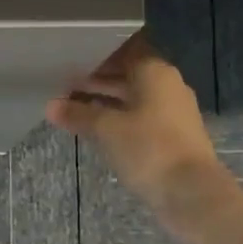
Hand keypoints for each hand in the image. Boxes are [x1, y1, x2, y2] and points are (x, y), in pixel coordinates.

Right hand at [47, 35, 232, 243]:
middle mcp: (167, 85)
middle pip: (126, 75)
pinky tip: (94, 128)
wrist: (191, 192)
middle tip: (62, 84)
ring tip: (71, 106)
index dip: (95, 55)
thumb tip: (51, 106)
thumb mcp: (106, 129)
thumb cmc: (148, 148)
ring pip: (131, 98)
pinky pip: (138, 118)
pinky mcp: (171, 136)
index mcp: (155, 72)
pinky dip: (116, 118)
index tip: (69, 59)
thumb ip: (78, 114)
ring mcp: (172, 112)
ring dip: (104, 101)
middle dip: (95, 80)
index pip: (122, 51)